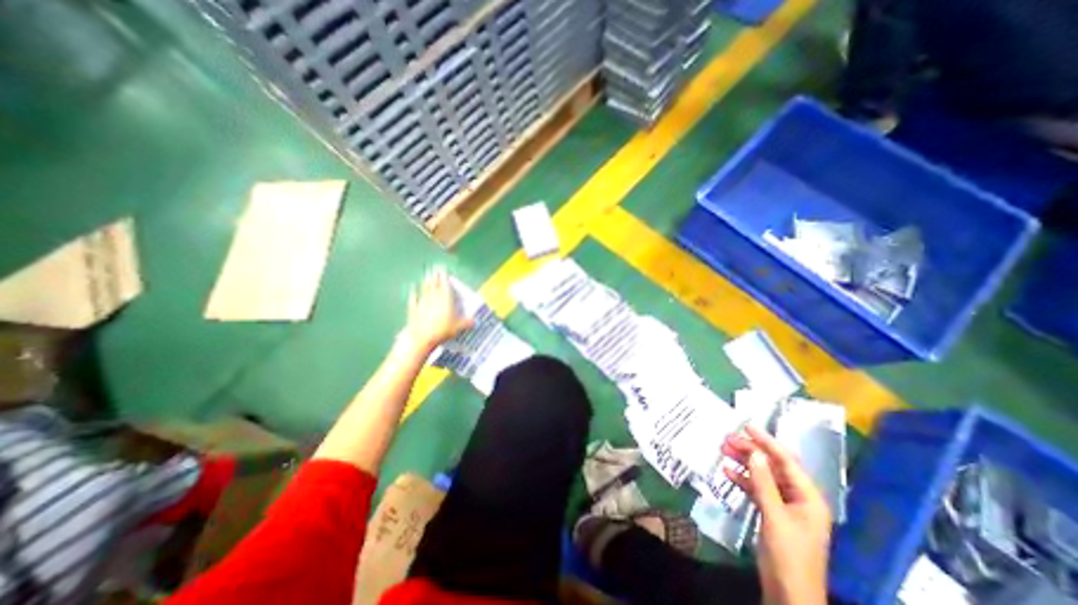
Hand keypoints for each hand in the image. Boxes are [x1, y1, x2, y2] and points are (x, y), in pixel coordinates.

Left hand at [402, 267, 473, 351]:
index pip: (445, 284)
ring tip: (426, 275)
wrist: (421, 337)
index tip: (443, 268)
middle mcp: (433, 297)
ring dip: (426, 282)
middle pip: (434, 284)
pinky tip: (412, 290)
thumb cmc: (443, 330)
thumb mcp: (458, 327)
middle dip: (435, 276)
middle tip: (434, 268)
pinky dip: (413, 294)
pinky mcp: (413, 310)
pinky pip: (414, 300)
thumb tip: (474, 321)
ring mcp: (422, 303)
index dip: (444, 276)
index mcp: (446, 298)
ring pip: (425, 289)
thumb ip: (467, 322)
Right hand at [723, 426, 831, 604]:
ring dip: (744, 463)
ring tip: (723, 450)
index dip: (767, 442)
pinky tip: (727, 472)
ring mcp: (785, 506)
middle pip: (773, 466)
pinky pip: (757, 489)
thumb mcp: (774, 516)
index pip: (786, 461)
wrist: (790, 595)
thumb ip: (763, 483)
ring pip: (763, 476)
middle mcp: (798, 497)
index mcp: (808, 497)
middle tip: (727, 439)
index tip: (746, 426)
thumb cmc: (789, 556)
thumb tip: (754, 452)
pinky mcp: (772, 513)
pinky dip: (742, 479)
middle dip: (751, 451)